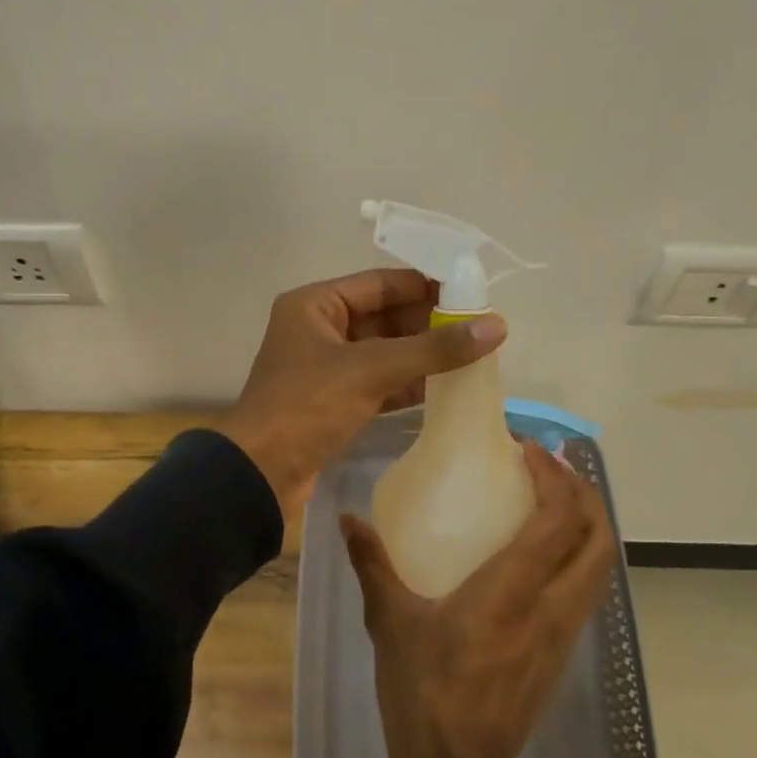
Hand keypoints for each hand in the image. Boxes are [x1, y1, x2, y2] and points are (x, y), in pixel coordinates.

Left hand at [217, 268, 505, 514]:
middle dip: (429, 323)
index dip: (426, 285)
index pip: (381, 284)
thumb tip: (496, 326)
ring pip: (385, 353)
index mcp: (315, 305)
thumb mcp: (371, 369)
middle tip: (481, 327)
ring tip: (475, 354)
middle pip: (385, 317)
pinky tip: (447, 387)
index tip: (473, 290)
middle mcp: (319, 329)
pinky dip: (409, 384)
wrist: (260, 473)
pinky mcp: (335, 402)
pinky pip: (380, 383)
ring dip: (424, 355)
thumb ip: (432, 348)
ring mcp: (327, 368)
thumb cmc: (307, 406)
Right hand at [341, 442, 616, 757]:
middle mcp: (550, 606)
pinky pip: (586, 590)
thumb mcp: (390, 624)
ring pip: (600, 565)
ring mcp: (562, 633)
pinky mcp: (559, 653)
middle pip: (599, 537)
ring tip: (552, 501)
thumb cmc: (424, 695)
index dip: (554, 476)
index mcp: (512, 592)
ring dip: (587, 524)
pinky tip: (542, 554)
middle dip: (584, 493)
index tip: (527, 450)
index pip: (558, 519)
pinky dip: (578, 556)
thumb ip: (372, 566)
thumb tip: (347, 520)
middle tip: (551, 468)